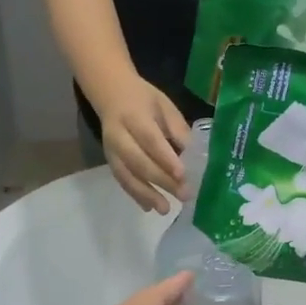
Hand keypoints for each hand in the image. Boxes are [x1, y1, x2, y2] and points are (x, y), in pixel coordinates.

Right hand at [98, 76, 190, 212]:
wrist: (111, 95)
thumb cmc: (144, 100)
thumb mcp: (164, 106)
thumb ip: (178, 129)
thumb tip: (195, 156)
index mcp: (134, 116)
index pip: (150, 140)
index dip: (166, 159)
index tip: (183, 175)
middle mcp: (119, 135)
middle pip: (139, 161)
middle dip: (161, 180)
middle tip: (184, 194)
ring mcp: (111, 151)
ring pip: (127, 175)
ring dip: (146, 194)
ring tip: (165, 209)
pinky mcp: (110, 162)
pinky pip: (122, 181)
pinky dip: (135, 195)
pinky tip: (149, 207)